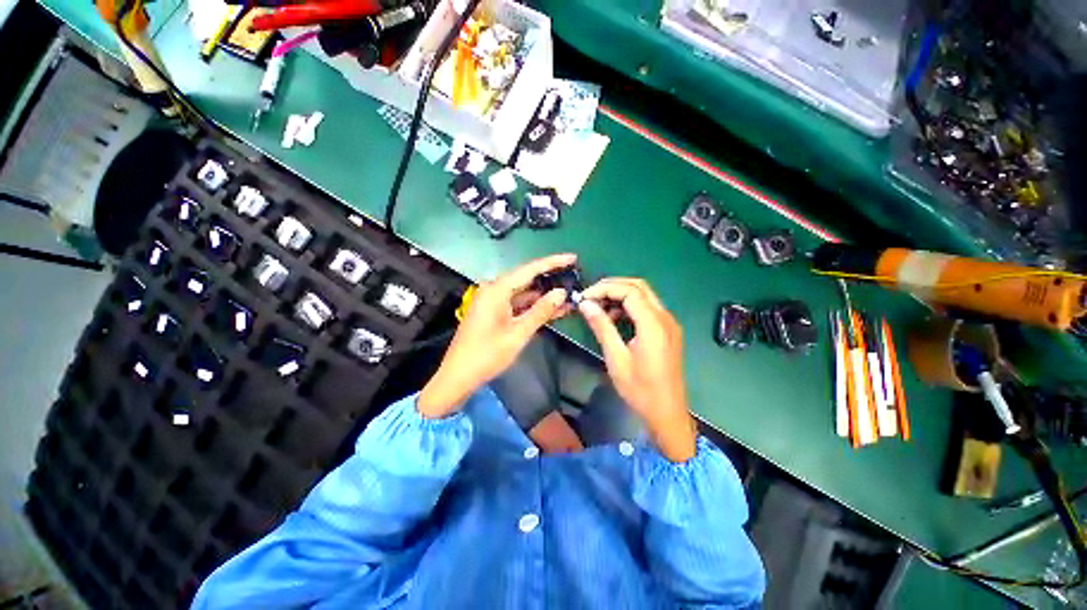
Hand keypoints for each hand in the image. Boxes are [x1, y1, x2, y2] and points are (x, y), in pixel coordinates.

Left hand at [418, 254, 576, 417]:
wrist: (458, 376)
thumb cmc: (486, 355)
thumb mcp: (518, 334)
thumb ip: (541, 311)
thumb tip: (561, 293)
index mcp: (496, 290)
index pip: (529, 269)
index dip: (553, 262)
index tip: (572, 258)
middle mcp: (494, 290)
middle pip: (527, 278)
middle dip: (550, 279)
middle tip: (573, 277)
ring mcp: (493, 301)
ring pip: (524, 293)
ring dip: (544, 295)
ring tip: (569, 295)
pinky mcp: (494, 312)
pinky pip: (517, 304)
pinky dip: (533, 306)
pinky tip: (552, 309)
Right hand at [578, 278, 697, 461]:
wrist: (667, 412)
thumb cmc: (640, 389)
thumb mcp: (616, 358)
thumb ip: (602, 327)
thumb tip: (585, 304)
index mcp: (653, 324)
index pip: (629, 291)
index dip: (605, 289)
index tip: (585, 297)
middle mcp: (665, 318)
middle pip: (639, 286)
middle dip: (612, 286)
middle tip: (590, 296)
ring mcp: (669, 323)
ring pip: (644, 295)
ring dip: (621, 295)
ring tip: (599, 308)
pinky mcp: (668, 330)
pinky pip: (648, 308)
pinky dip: (630, 307)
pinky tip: (614, 319)